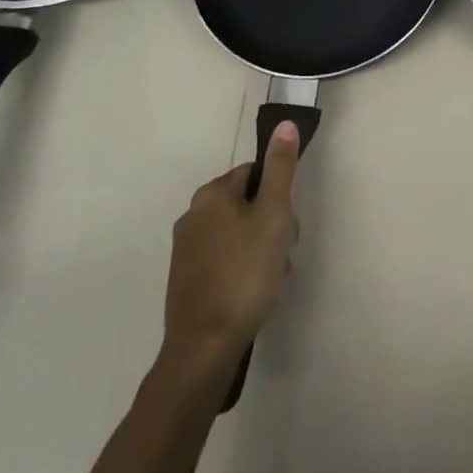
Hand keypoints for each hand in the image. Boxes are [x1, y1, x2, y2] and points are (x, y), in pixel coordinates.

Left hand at [160, 122, 300, 367]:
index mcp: (212, 193)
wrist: (203, 349)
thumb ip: (281, 168)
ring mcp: (186, 250)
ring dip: (260, 251)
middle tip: (282, 254)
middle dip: (270, 226)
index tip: (287, 224)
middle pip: (247, 204)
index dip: (277, 196)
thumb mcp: (273, 215)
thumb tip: (284, 124)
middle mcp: (193, 214)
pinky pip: (223, 261)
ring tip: (270, 281)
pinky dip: (241, 271)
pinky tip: (252, 295)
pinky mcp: (185, 281)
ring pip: (237, 235)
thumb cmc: (244, 273)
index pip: (254, 174)